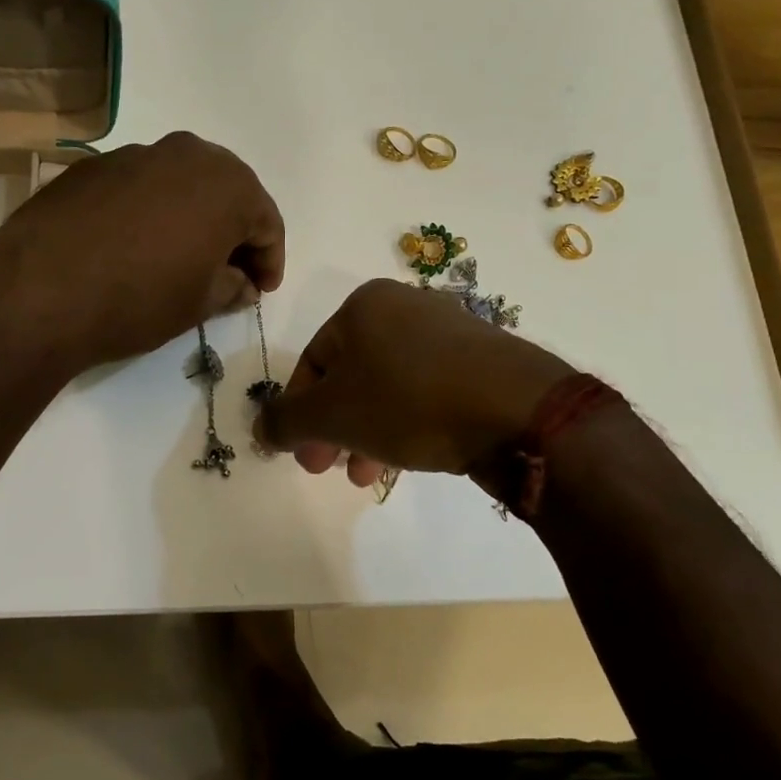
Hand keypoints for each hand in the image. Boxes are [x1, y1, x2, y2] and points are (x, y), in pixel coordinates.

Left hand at [0, 132, 284, 370]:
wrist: (38, 291)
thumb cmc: (138, 300)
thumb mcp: (198, 304)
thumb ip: (231, 286)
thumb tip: (241, 283)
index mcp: (227, 185)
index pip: (266, 221)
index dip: (270, 259)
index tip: (262, 290)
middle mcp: (186, 154)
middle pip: (226, 192)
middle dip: (233, 231)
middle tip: (229, 271)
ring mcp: (134, 154)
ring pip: (181, 184)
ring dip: (191, 216)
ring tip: (181, 257)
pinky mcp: (92, 165)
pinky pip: (139, 186)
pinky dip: (150, 211)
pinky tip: (133, 244)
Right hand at [256, 280, 575, 484]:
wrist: (519, 410)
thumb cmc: (409, 400)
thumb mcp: (332, 415)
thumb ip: (286, 421)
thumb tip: (261, 428)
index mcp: (363, 305)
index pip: (312, 361)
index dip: (299, 412)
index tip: (301, 455)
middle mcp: (404, 307)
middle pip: (350, 375)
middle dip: (334, 427)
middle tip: (328, 468)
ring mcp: (448, 332)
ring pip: (388, 387)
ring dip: (367, 432)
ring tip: (366, 474)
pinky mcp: (482, 361)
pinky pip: (426, 392)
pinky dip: (407, 423)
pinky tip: (409, 458)